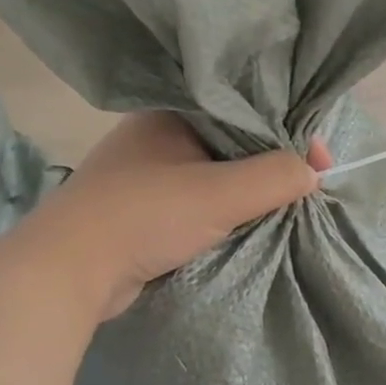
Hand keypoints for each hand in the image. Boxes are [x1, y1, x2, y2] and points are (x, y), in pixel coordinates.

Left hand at [6, 113, 331, 319]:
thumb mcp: (220, 194)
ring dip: (248, 189)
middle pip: (234, 142)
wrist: (64, 273)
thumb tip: (314, 171)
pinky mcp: (141, 208)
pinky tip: (247, 221)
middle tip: (308, 185)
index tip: (321, 163)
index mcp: (171, 113)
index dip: (289, 134)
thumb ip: (274, 177)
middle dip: (272, 163)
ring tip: (285, 205)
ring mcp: (146, 173)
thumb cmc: (143, 217)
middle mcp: (157, 135)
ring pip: (216, 172)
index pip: (245, 111)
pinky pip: (199, 199)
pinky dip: (225, 209)